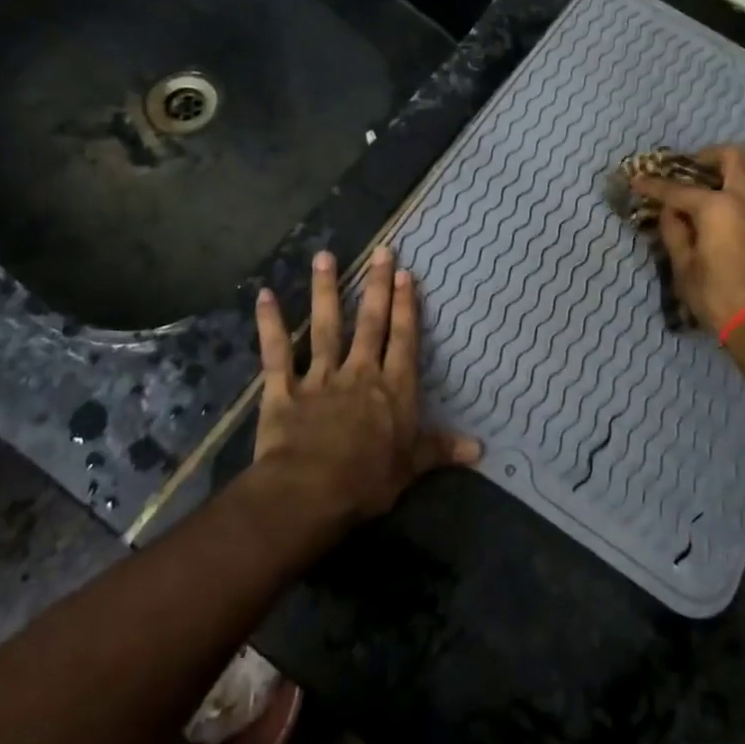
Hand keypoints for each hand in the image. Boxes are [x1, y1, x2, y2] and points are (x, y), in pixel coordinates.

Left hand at [253, 247, 479, 524]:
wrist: (310, 491)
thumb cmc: (367, 481)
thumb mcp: (411, 467)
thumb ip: (440, 449)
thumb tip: (480, 448)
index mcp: (392, 389)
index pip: (402, 339)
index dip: (405, 306)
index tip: (406, 274)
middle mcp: (359, 373)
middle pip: (370, 323)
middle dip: (377, 286)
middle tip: (381, 251)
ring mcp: (320, 377)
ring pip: (325, 326)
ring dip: (325, 290)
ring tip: (324, 256)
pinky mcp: (284, 389)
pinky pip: (276, 352)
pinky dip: (270, 324)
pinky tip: (264, 295)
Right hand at [631, 144, 744, 334]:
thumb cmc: (720, 300)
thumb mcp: (685, 270)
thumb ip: (675, 233)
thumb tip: (670, 213)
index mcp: (719, 207)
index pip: (678, 189)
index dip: (654, 184)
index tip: (638, 180)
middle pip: (734, 157)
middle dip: (710, 156)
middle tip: (693, 169)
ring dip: (733, 182)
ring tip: (714, 201)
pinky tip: (737, 233)